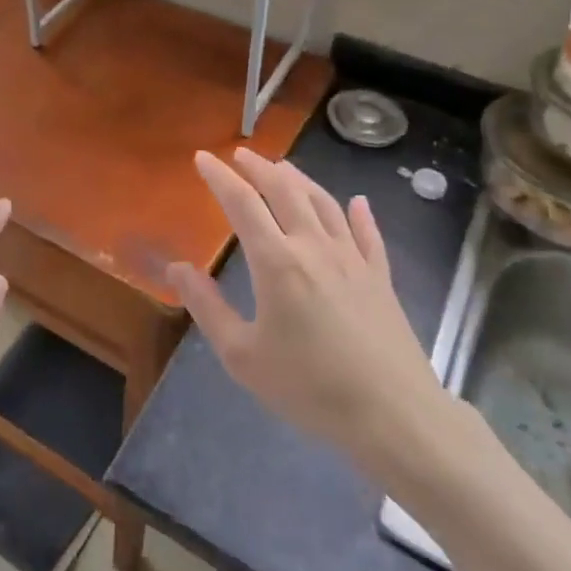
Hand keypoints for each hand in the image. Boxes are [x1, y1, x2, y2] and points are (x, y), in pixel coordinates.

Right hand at [166, 149, 452, 479]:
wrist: (393, 415)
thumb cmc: (310, 388)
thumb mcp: (242, 356)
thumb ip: (207, 307)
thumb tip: (177, 268)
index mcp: (277, 262)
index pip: (242, 204)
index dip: (219, 177)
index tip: (203, 157)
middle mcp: (314, 247)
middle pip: (285, 191)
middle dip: (259, 168)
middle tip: (241, 155)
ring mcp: (353, 259)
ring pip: (324, 203)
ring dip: (299, 180)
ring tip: (283, 167)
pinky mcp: (381, 277)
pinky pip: (368, 234)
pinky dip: (359, 213)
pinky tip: (357, 203)